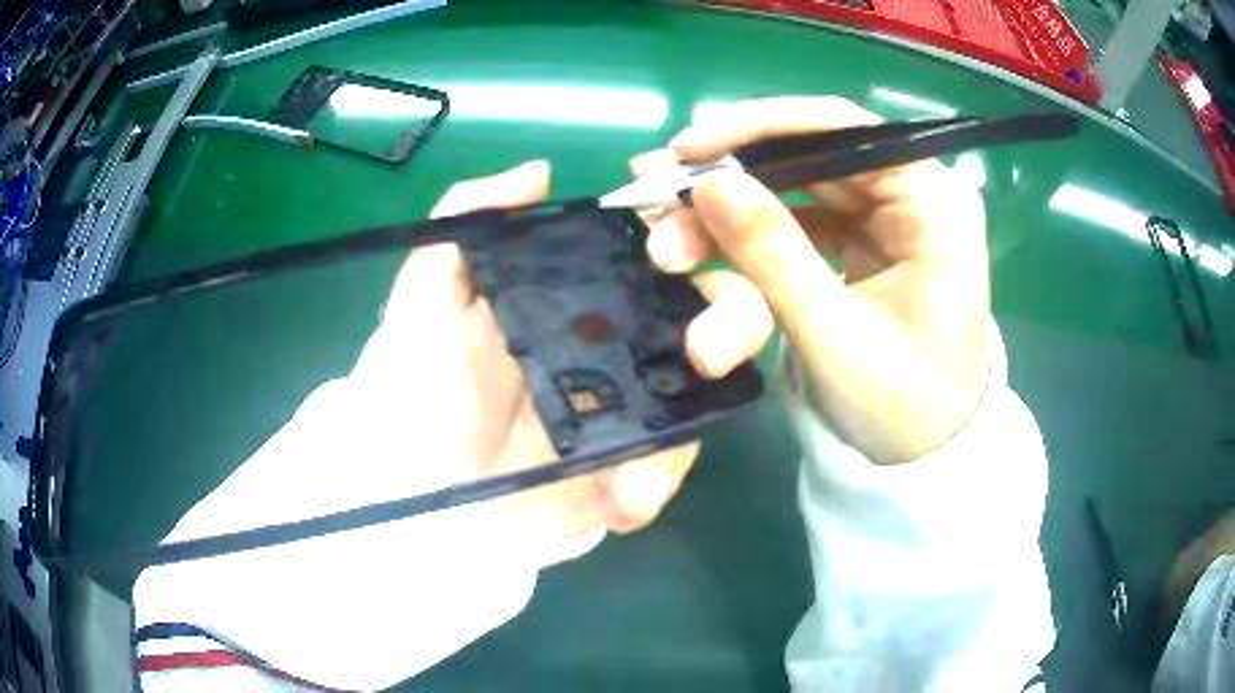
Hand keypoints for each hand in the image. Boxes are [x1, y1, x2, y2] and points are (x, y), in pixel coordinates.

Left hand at [351, 159, 771, 541]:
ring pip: (708, 396)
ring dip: (696, 419)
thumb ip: (468, 218)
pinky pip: (667, 471)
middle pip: (716, 313)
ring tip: (646, 457)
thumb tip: (540, 172)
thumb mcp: (427, 291)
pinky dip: (656, 483)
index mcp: (587, 291)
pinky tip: (623, 497)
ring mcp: (632, 409)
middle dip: (734, 318)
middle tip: (703, 347)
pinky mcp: (626, 470)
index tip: (666, 248)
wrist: (413, 480)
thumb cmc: (415, 379)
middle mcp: (624, 340)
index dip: (690, 233)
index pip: (665, 245)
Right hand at [634, 97, 988, 463]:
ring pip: (799, 183)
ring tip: (665, 226)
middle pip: (813, 153)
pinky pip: (802, 215)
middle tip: (656, 187)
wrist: (927, 453)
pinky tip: (704, 240)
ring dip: (732, 203)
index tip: (687, 150)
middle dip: (732, 171)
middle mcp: (917, 194)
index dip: (760, 127)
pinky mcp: (870, 238)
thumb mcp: (833, 334)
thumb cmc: (900, 406)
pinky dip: (752, 227)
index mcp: (934, 205)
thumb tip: (707, 183)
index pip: (844, 128)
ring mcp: (892, 215)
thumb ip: (771, 252)